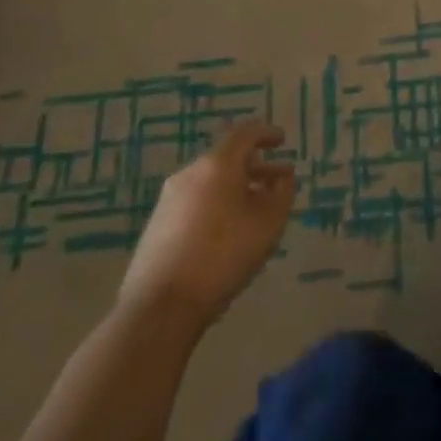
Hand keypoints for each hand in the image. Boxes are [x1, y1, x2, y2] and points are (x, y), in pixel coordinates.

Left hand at [119, 119, 295, 330]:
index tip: (282, 141)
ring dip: (236, 188)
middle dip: (255, 168)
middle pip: (227, 159)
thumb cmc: (223, 255)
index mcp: (217, 165)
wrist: (160, 306)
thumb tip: (283, 177)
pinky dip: (216, 205)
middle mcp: (190, 173)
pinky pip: (195, 202)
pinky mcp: (157, 225)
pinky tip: (227, 231)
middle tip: (277, 182)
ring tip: (254, 210)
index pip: (245, 134)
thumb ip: (282, 193)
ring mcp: (169, 200)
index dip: (267, 134)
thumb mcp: (268, 223)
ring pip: (211, 182)